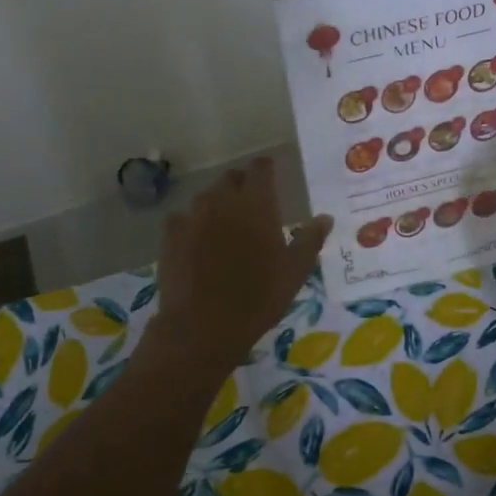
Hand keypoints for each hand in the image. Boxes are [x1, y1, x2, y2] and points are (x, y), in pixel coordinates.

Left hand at [150, 158, 331, 370]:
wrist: (203, 326)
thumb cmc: (258, 298)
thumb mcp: (295, 272)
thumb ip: (310, 239)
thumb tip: (324, 218)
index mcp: (256, 204)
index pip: (260, 169)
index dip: (266, 168)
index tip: (271, 173)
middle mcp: (222, 201)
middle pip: (231, 178)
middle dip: (242, 184)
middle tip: (251, 202)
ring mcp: (192, 216)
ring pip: (206, 197)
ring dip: (218, 203)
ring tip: (226, 222)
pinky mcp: (171, 236)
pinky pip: (183, 218)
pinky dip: (193, 223)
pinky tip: (197, 240)